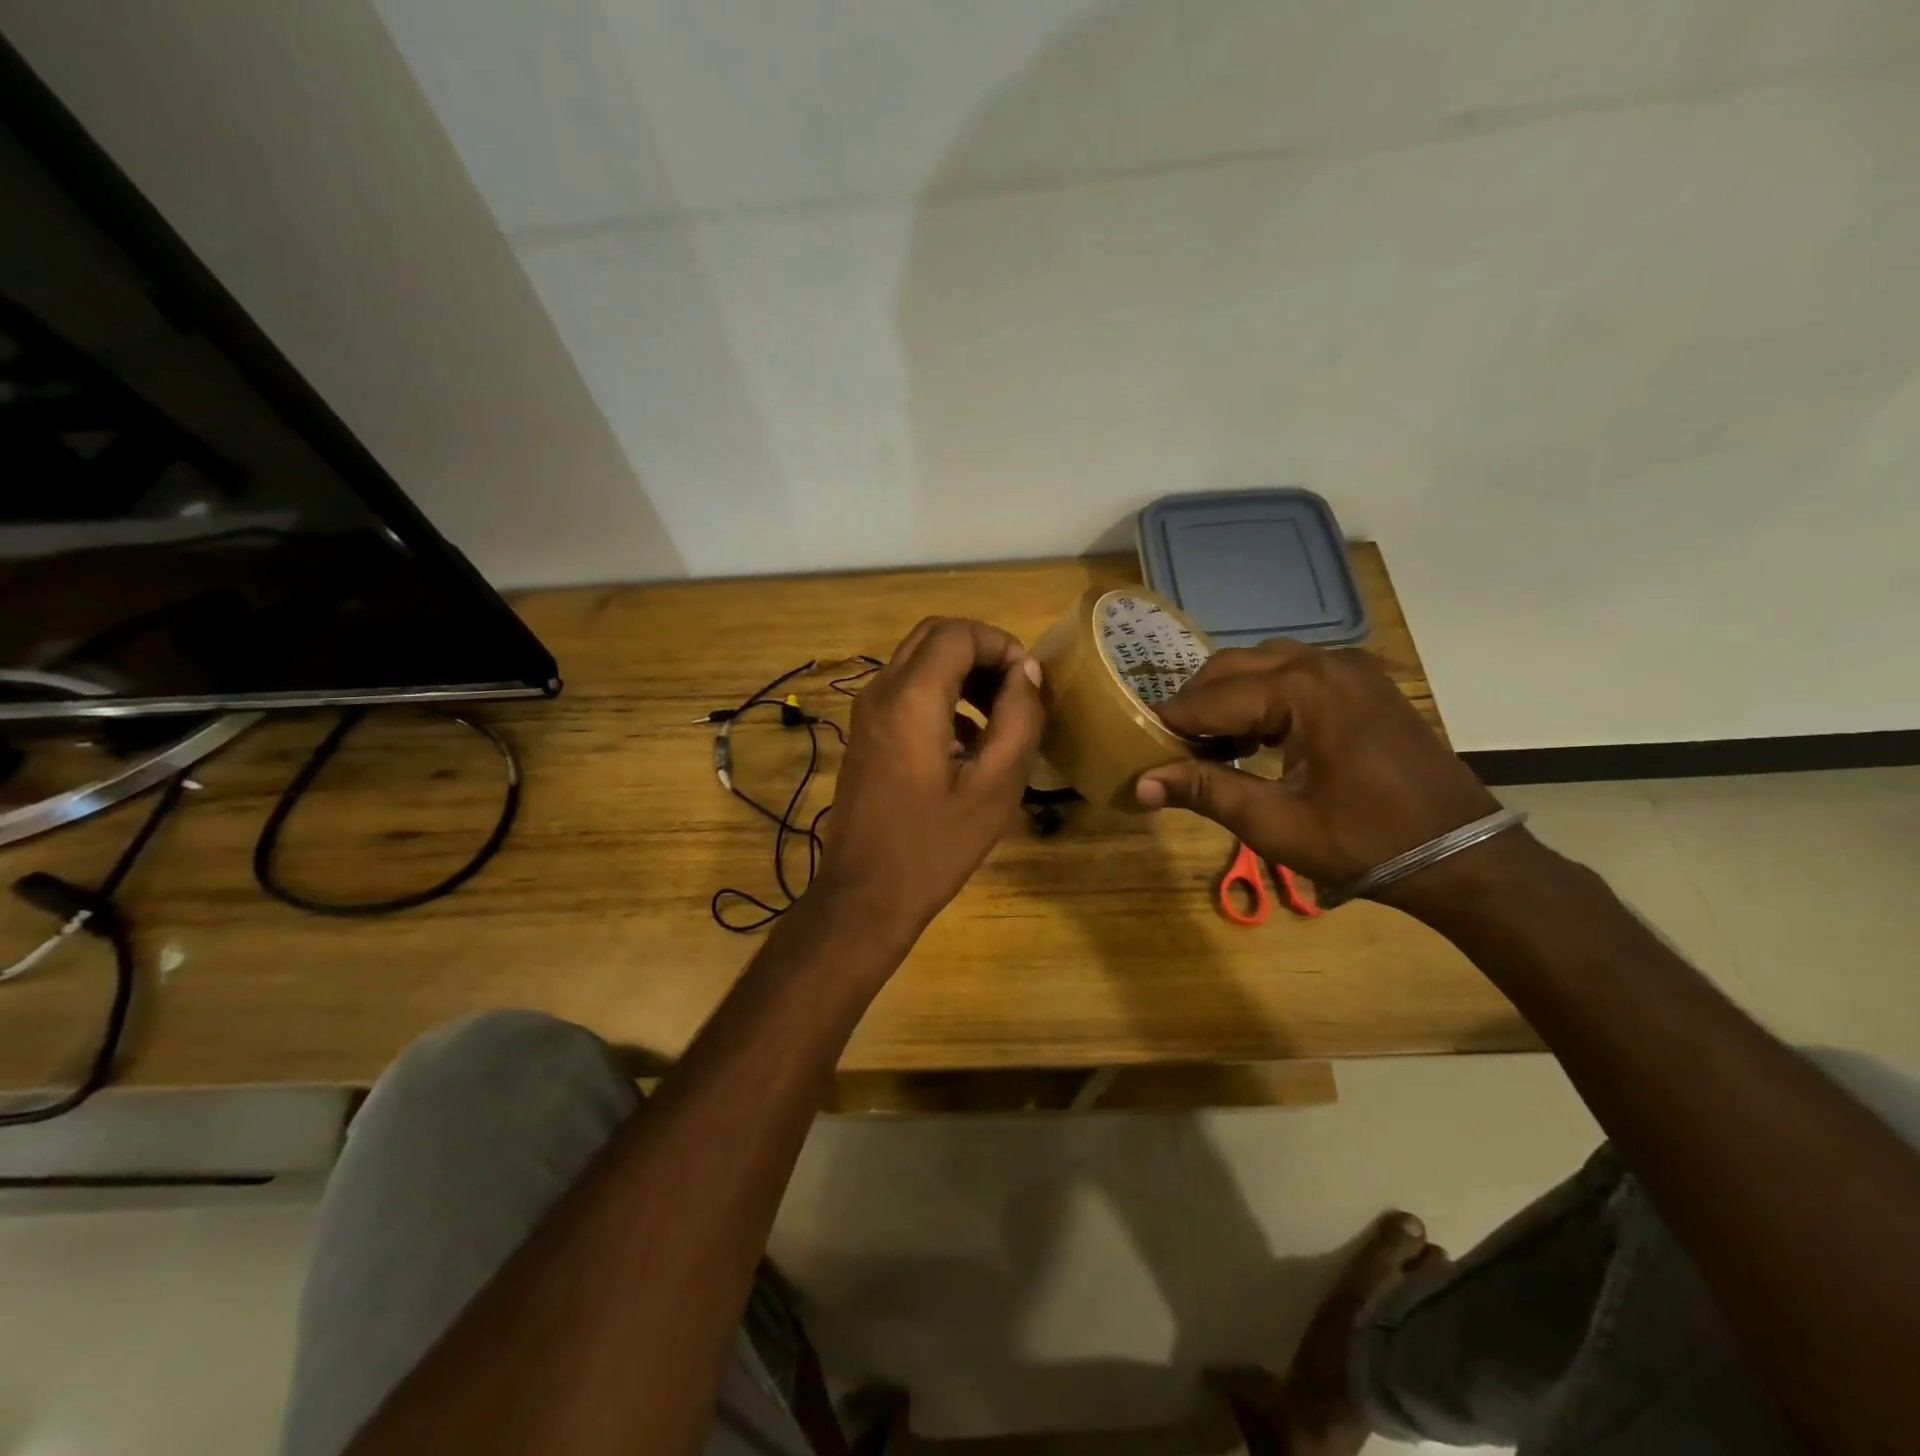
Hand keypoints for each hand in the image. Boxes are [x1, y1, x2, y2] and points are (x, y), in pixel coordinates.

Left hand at [817, 618, 1044, 939]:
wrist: (865, 893)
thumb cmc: (935, 845)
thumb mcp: (995, 786)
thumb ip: (1019, 719)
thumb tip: (1026, 672)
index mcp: (912, 698)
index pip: (958, 633)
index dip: (1001, 645)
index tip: (1028, 684)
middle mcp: (881, 691)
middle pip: (935, 636)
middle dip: (981, 653)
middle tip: (1015, 692)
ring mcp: (866, 711)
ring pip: (918, 661)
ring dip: (962, 673)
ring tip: (999, 716)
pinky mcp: (864, 732)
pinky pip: (905, 690)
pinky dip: (940, 694)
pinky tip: (967, 741)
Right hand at [1134, 640, 1503, 897]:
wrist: (1462, 856)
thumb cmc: (1365, 843)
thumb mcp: (1275, 823)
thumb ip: (1204, 791)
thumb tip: (1141, 783)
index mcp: (1302, 690)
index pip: (1211, 698)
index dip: (1169, 723)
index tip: (1136, 744)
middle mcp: (1324, 661)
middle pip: (1232, 666)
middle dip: (1195, 704)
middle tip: (1170, 747)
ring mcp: (1349, 667)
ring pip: (1262, 663)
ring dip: (1227, 696)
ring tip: (1209, 743)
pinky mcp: (1363, 681)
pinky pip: (1294, 672)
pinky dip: (1262, 695)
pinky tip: (1255, 735)